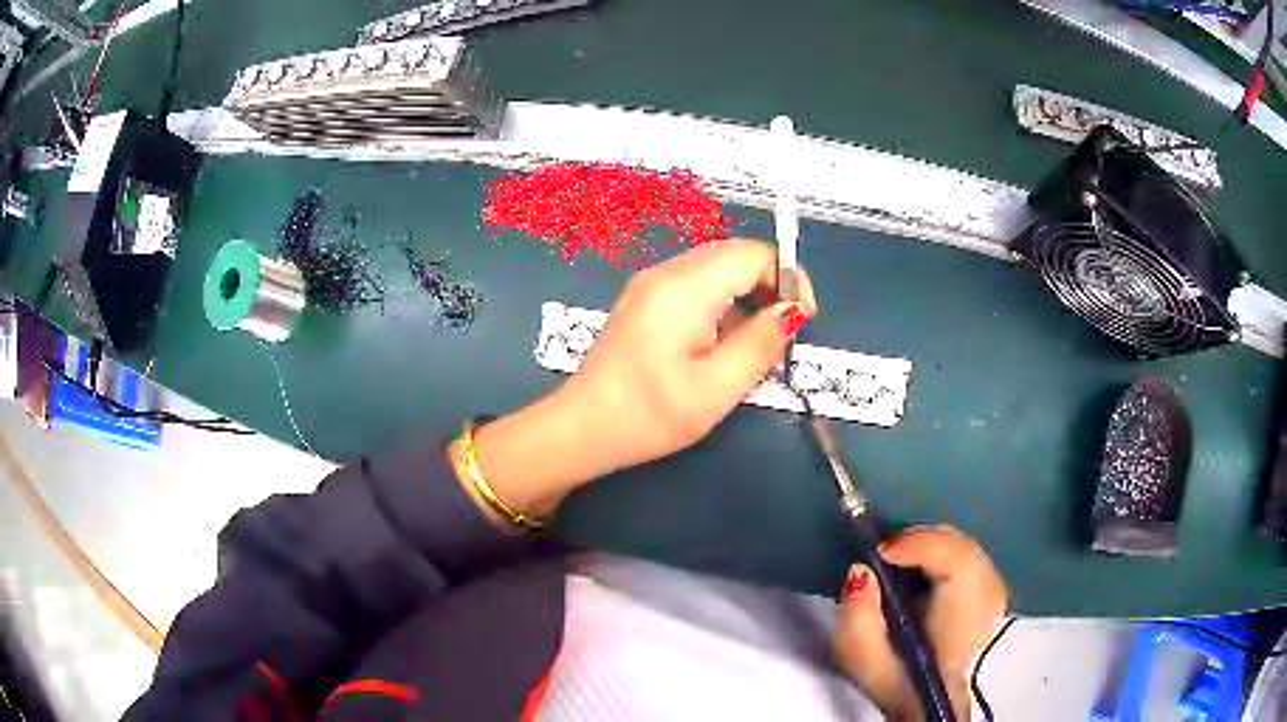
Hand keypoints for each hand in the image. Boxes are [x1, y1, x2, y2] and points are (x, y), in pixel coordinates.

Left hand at [563, 238, 817, 473]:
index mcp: (685, 287)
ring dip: (747, 294)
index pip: (753, 253)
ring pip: (716, 268)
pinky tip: (723, 342)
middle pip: (734, 254)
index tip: (803, 320)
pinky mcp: (644, 301)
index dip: (788, 277)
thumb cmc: (649, 414)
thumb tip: (793, 310)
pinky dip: (722, 302)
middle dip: (770, 283)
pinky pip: (695, 285)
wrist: (582, 428)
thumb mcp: (716, 388)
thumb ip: (761, 343)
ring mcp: (650, 284)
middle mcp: (666, 272)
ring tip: (758, 342)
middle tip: (785, 331)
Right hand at [832, 525, 1007, 721]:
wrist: (933, 701)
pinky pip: (966, 557)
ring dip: (928, 549)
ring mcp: (995, 590)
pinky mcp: (992, 589)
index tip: (879, 553)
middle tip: (883, 557)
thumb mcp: (864, 660)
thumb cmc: (898, 681)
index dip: (917, 545)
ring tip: (897, 564)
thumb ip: (857, 617)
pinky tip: (919, 573)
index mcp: (961, 614)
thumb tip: (860, 571)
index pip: (953, 559)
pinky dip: (940, 556)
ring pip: (962, 547)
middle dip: (918, 542)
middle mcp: (987, 594)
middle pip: (956, 545)